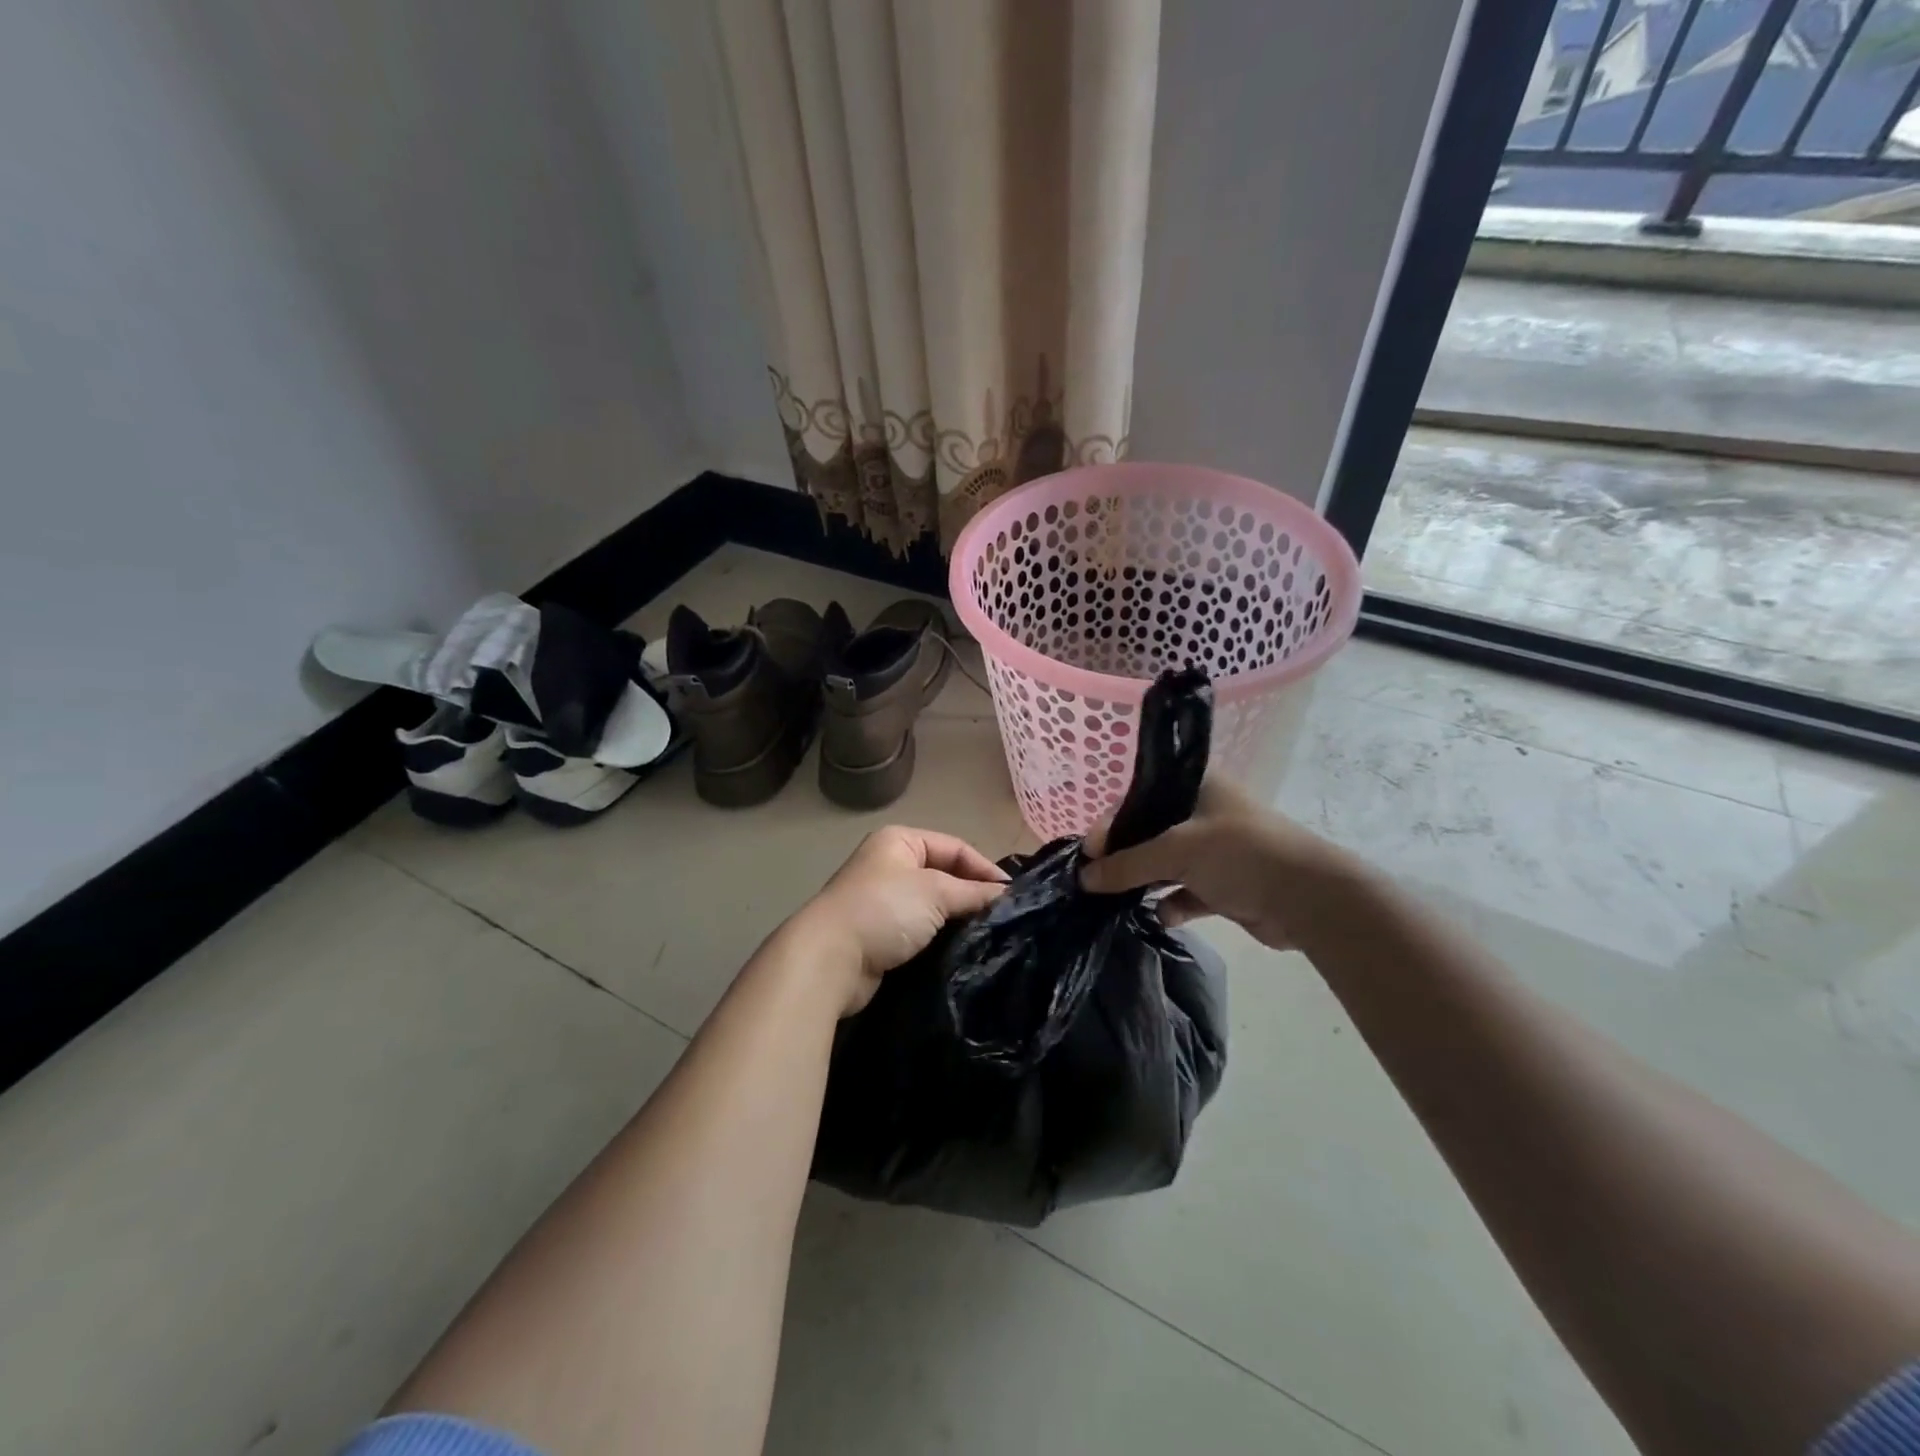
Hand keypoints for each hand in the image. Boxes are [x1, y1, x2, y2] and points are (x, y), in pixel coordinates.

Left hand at [786, 826, 1008, 1015]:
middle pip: (946, 876)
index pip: (955, 848)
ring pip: (935, 906)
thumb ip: (974, 892)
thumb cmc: (884, 910)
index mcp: (899, 840)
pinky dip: (942, 938)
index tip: (1013, 896)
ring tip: (991, 936)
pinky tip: (963, 951)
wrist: (830, 959)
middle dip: (973, 895)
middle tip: (1006, 918)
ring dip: (959, 920)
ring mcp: (884, 902)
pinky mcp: (882, 935)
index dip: (985, 869)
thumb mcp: (936, 892)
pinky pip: (922, 931)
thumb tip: (1007, 895)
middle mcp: (891, 865)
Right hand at [1079, 778, 1354, 950]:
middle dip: (1124, 854)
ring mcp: (1217, 851)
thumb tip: (1084, 878)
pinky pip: (1187, 893)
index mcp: (1197, 786)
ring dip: (1144, 881)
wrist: (1309, 899)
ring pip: (1167, 864)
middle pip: (1151, 831)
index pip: (1140, 795)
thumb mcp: (1177, 851)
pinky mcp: (1226, 885)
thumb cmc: (1240, 854)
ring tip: (1114, 898)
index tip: (1090, 850)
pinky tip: (1158, 915)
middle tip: (1096, 876)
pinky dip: (1172, 904)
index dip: (1112, 820)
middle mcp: (1205, 814)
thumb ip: (1128, 864)